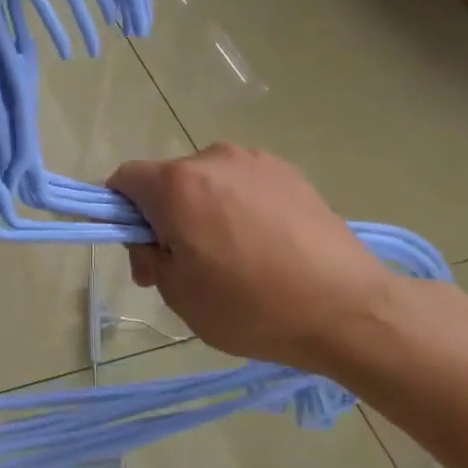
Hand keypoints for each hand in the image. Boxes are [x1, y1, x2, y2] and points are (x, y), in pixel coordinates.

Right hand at [107, 145, 398, 374]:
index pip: (125, 179)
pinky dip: (237, 208)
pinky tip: (263, 247)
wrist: (347, 309)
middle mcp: (215, 158)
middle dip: (164, 217)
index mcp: (178, 185)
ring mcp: (257, 162)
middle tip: (185, 267)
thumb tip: (151, 239)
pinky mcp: (291, 173)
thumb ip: (149, 256)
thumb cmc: (250, 306)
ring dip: (202, 211)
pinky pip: (243, 185)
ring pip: (207, 182)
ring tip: (231, 258)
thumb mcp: (178, 293)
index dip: (120, 212)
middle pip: (168, 181)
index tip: (142, 250)